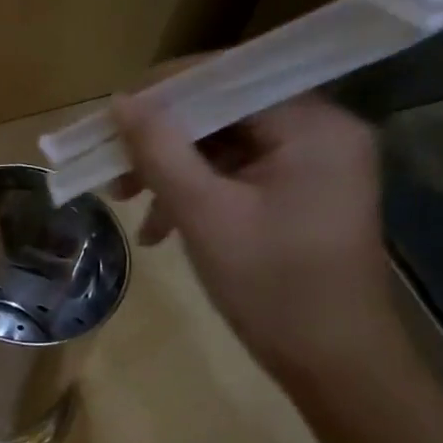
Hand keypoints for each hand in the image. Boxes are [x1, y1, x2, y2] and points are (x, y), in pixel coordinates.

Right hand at [113, 91, 399, 386]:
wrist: (332, 362)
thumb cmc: (272, 286)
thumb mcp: (205, 214)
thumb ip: (160, 151)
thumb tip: (119, 102)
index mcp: (313, 125)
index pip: (229, 79)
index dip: (164, 93)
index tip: (110, 120)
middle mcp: (320, 131)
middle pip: (224, 112)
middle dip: (163, 141)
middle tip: (112, 169)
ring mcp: (312, 165)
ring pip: (225, 146)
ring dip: (172, 171)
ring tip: (127, 204)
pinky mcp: (300, 195)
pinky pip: (237, 176)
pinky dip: (196, 194)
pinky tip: (160, 228)